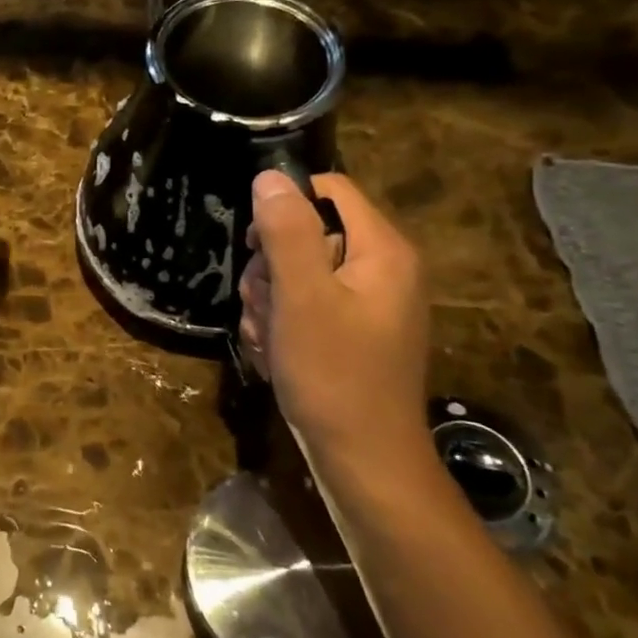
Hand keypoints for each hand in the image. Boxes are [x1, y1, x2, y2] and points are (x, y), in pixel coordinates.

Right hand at [240, 171, 431, 468]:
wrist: (363, 461)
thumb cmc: (334, 374)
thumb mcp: (302, 297)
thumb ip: (287, 232)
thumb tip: (270, 176)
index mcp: (381, 250)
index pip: (328, 190)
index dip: (285, 207)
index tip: (256, 245)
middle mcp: (380, 269)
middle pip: (308, 233)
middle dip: (271, 266)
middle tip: (265, 305)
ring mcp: (366, 303)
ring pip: (297, 272)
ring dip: (269, 299)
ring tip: (269, 337)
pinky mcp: (350, 331)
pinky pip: (303, 305)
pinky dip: (281, 323)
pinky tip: (275, 351)